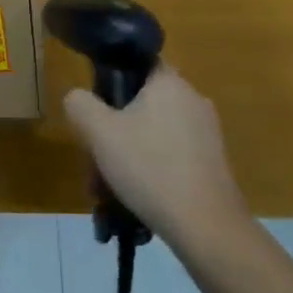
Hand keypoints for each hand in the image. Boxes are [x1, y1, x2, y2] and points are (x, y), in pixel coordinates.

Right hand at [63, 67, 249, 248]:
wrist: (208, 229)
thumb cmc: (150, 168)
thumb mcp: (99, 132)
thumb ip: (80, 104)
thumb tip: (78, 97)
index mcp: (169, 82)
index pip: (137, 62)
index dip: (112, 79)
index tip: (96, 107)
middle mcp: (193, 100)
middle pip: (142, 104)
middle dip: (114, 131)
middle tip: (95, 159)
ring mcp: (207, 134)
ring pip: (154, 134)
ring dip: (128, 155)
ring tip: (108, 189)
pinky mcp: (213, 164)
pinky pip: (171, 156)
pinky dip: (151, 170)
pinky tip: (135, 199)